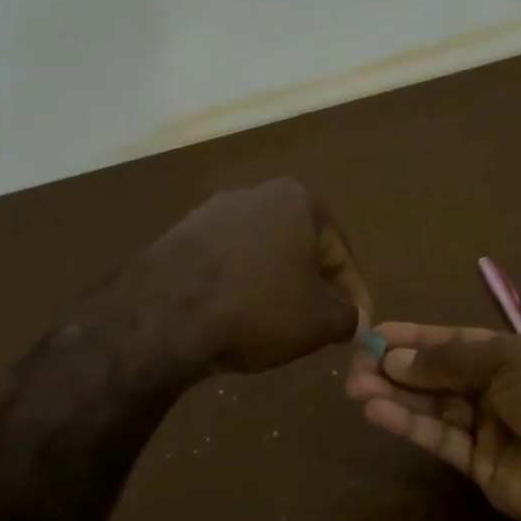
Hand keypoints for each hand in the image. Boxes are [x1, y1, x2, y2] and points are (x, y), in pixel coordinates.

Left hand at [130, 178, 371, 374]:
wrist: (163, 315)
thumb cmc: (257, 307)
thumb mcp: (320, 321)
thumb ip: (348, 317)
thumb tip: (355, 321)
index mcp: (297, 200)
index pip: (339, 252)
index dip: (354, 293)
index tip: (357, 324)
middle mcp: (254, 194)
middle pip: (299, 248)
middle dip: (313, 287)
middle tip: (320, 325)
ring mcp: (210, 213)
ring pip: (261, 255)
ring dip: (275, 287)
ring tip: (277, 326)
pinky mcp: (177, 237)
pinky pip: (224, 265)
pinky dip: (238, 288)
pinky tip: (236, 318)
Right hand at [346, 323, 520, 520]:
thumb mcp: (505, 361)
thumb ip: (446, 361)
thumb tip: (394, 357)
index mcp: (511, 355)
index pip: (454, 341)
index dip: (415, 337)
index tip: (376, 333)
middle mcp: (497, 389)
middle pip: (438, 375)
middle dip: (397, 367)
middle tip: (354, 364)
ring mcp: (488, 428)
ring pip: (433, 407)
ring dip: (394, 395)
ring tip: (354, 386)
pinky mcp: (478, 466)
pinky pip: (438, 439)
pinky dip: (407, 424)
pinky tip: (375, 410)